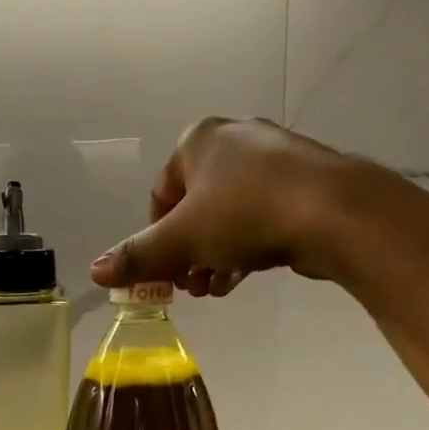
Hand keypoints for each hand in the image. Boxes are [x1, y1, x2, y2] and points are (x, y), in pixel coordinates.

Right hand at [89, 117, 363, 295]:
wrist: (334, 212)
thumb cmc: (246, 214)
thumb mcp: (181, 240)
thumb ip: (137, 257)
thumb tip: (94, 272)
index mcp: (199, 141)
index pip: (160, 194)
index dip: (155, 237)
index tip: (163, 271)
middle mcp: (235, 140)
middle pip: (195, 207)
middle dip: (186, 253)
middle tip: (190, 286)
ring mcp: (274, 160)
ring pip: (229, 216)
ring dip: (213, 256)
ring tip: (214, 289)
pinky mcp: (303, 184)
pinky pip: (261, 218)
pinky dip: (245, 248)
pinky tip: (241, 277)